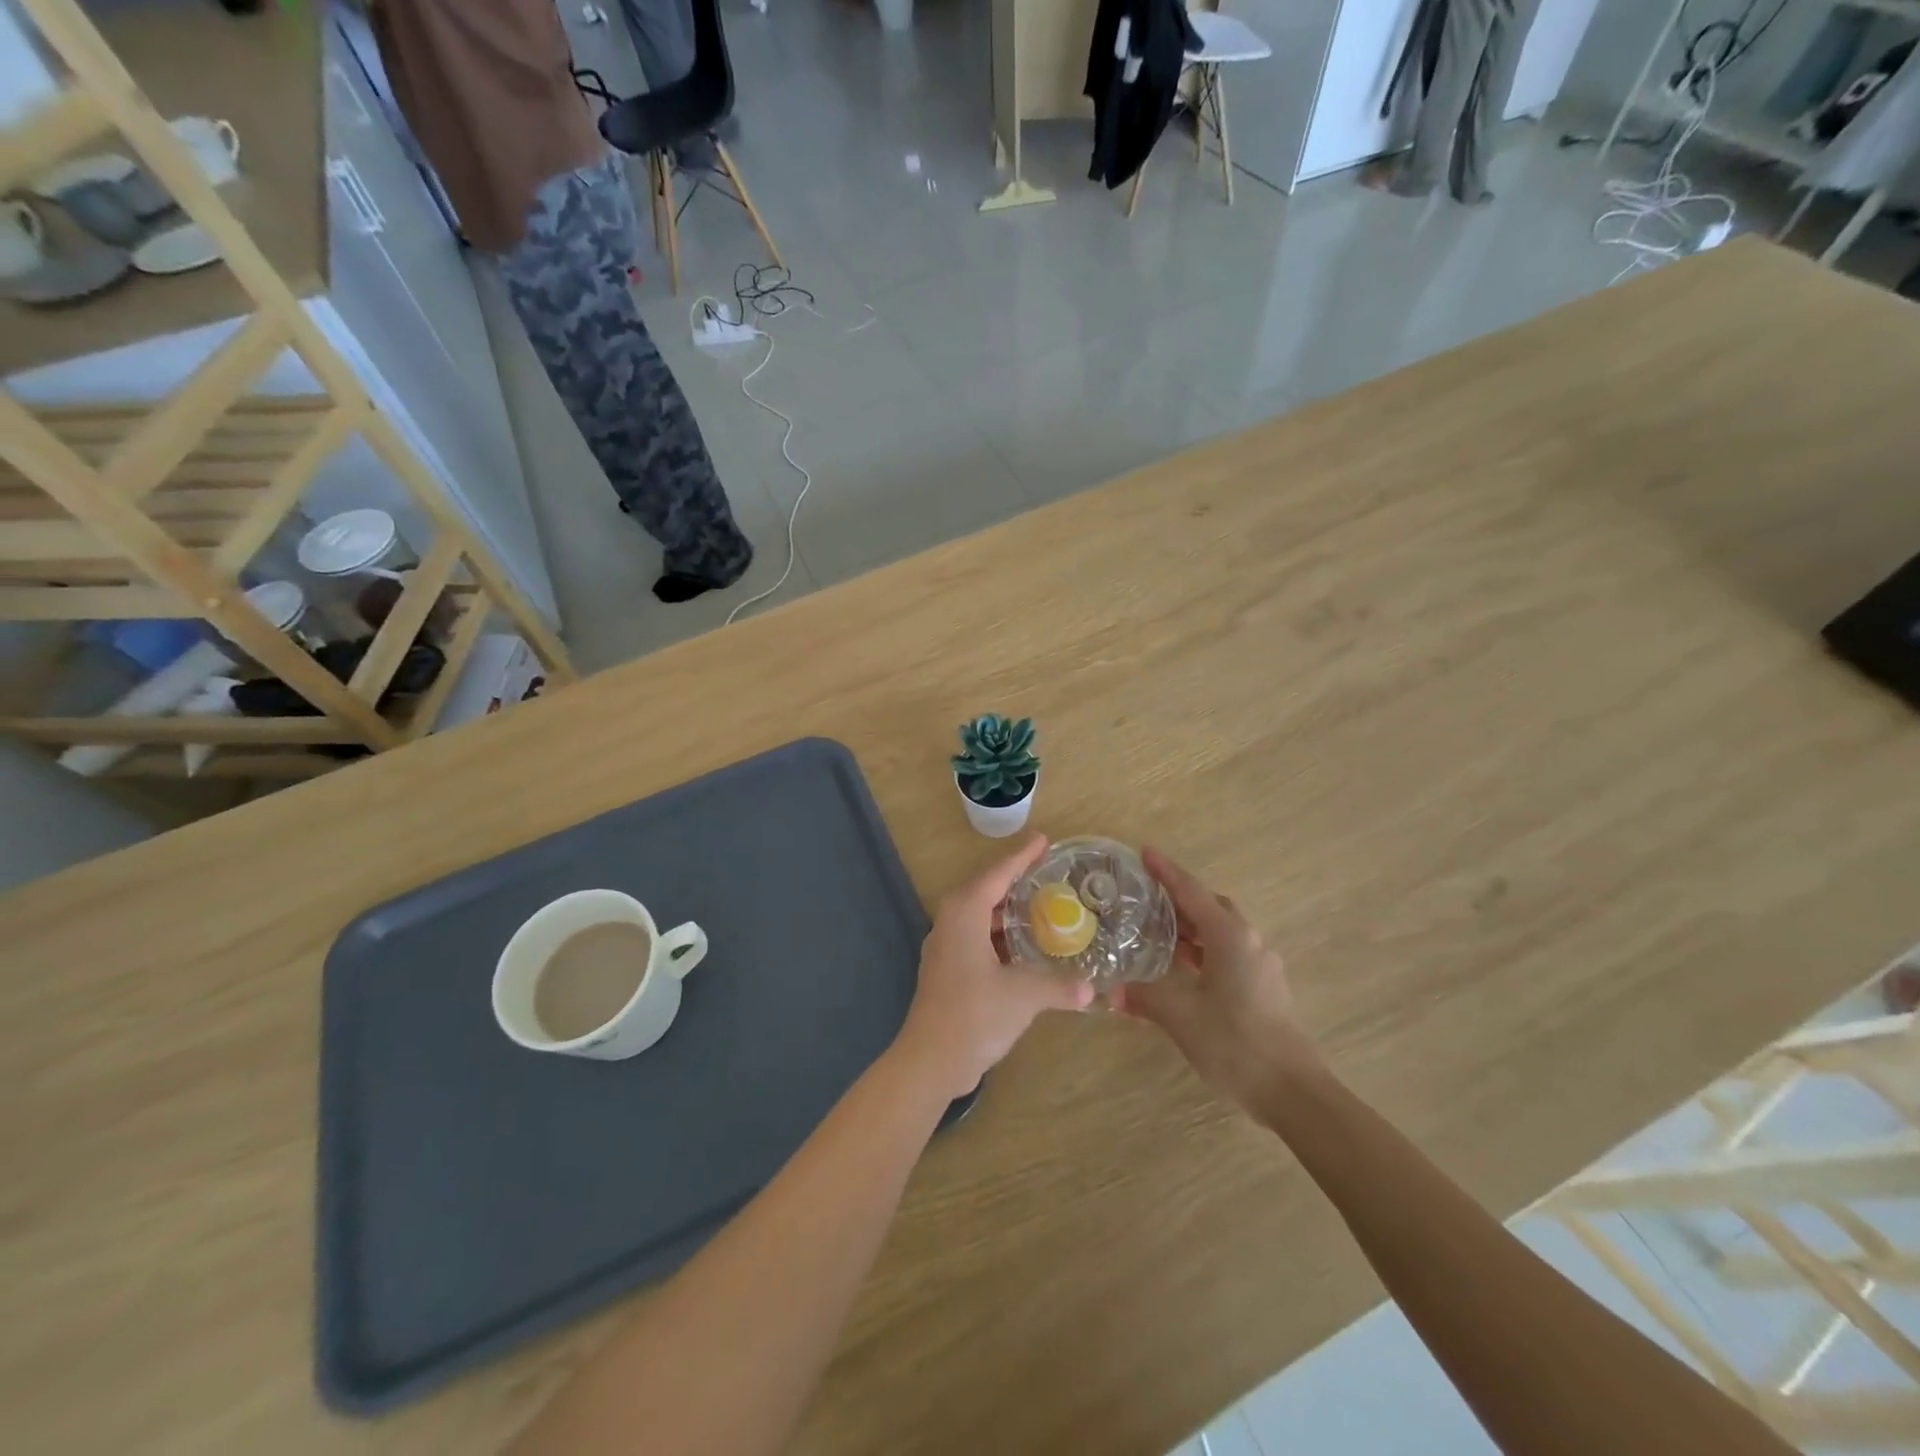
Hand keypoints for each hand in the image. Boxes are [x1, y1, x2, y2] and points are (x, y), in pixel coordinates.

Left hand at [895, 834, 1093, 1098]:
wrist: (930, 1060)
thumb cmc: (974, 1015)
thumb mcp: (1023, 996)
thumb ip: (1059, 986)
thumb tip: (1092, 989)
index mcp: (964, 913)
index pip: (997, 874)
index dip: (1022, 857)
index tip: (1044, 840)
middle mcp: (951, 922)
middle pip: (986, 890)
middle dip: (1015, 881)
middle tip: (1048, 874)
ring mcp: (946, 948)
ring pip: (980, 917)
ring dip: (1007, 911)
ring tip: (1041, 907)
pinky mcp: (948, 971)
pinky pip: (977, 938)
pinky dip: (1000, 936)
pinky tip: (1024, 948)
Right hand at [1113, 848, 1317, 1112]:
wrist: (1292, 1091)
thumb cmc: (1235, 1042)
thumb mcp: (1181, 1016)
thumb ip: (1144, 997)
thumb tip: (1111, 992)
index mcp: (1229, 936)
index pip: (1191, 892)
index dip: (1166, 872)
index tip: (1144, 852)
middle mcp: (1249, 941)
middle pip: (1209, 906)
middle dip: (1178, 897)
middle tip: (1145, 896)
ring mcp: (1260, 964)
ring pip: (1220, 930)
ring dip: (1191, 926)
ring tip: (1156, 929)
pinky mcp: (1264, 987)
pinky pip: (1228, 952)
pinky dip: (1203, 949)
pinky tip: (1182, 966)